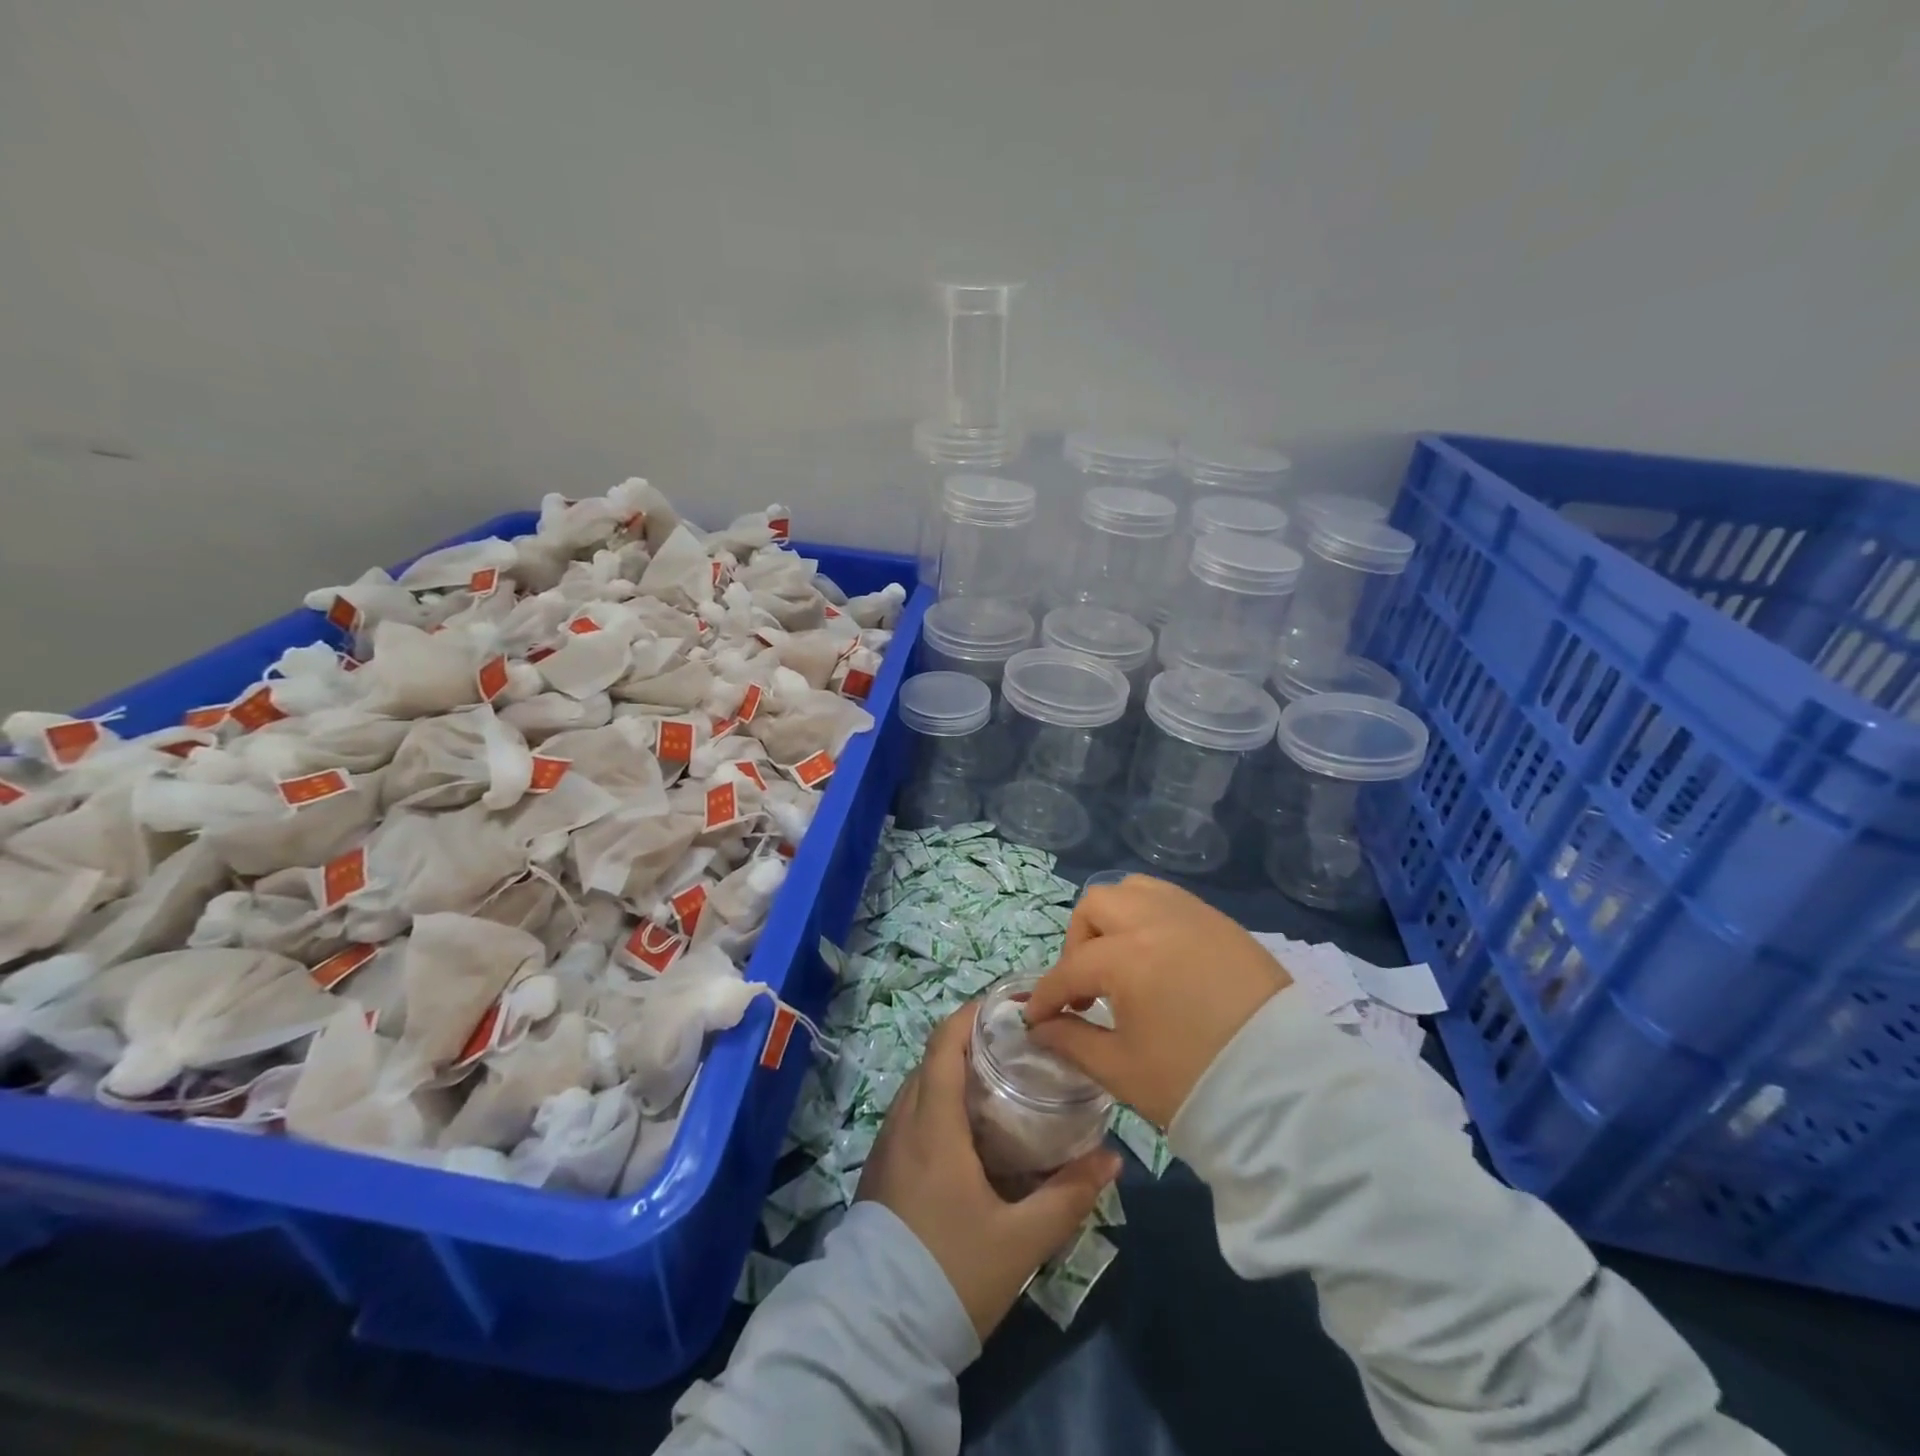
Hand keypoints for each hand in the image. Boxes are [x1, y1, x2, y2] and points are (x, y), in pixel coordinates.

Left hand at [857, 1003, 1120, 1340]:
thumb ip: (1068, 1195)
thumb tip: (1111, 1157)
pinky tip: (972, 1131)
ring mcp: (887, 1147)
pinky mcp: (882, 1171)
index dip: (972, 1015)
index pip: (944, 1044)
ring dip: (955, 1074)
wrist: (878, 1335)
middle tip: (1018, 1047)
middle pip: (933, 1061)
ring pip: (921, 1088)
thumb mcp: (1021, 1240)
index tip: (1009, 1007)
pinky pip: (912, 1116)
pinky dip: (941, 1103)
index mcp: (932, 1125)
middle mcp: (903, 1123)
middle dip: (971, 1042)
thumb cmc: (952, 1273)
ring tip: (1000, 1082)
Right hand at [1025, 875, 1290, 1126]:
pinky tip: (1158, 959)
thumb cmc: (1195, 1082)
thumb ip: (1071, 1041)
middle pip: (1097, 906)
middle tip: (1086, 986)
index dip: (1047, 995)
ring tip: (1122, 963)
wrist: (1287, 1093)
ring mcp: (1194, 915)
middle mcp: (1157, 920)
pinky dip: (1150, 918)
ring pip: (1135, 890)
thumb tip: (1041, 1027)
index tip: (1036, 1017)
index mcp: (1129, 956)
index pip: (1071, 967)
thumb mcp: (1121, 1070)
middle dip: (1079, 942)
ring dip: (1115, 920)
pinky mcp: (1224, 923)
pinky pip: (1171, 900)